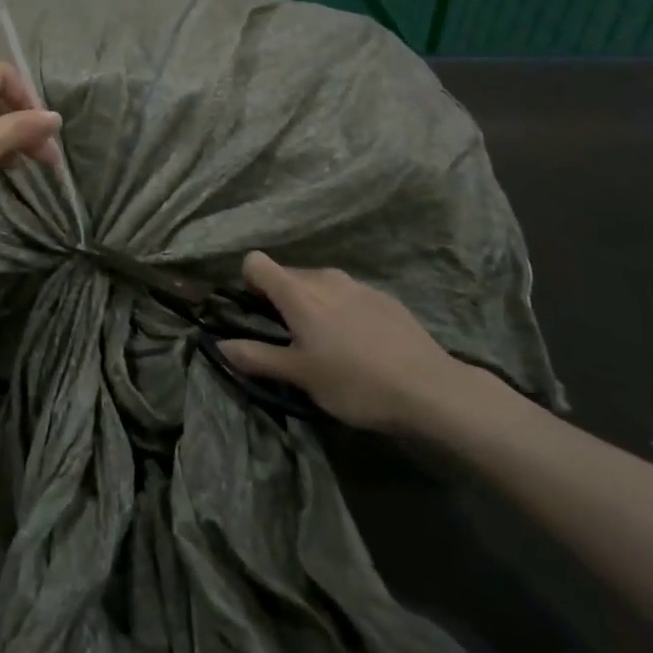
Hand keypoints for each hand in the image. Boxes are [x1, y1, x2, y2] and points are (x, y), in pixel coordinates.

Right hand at [220, 253, 491, 435]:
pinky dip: (344, 311)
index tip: (256, 312)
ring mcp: (358, 285)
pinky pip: (349, 295)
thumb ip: (257, 357)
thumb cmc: (355, 383)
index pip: (256, 262)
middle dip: (282, 298)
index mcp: (298, 292)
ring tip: (328, 344)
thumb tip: (220, 345)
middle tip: (291, 338)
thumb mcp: (300, 376)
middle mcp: (325, 278)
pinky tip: (362, 345)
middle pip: (288, 274)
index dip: (249, 283)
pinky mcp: (386, 298)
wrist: (431, 390)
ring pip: (321, 284)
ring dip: (314, 304)